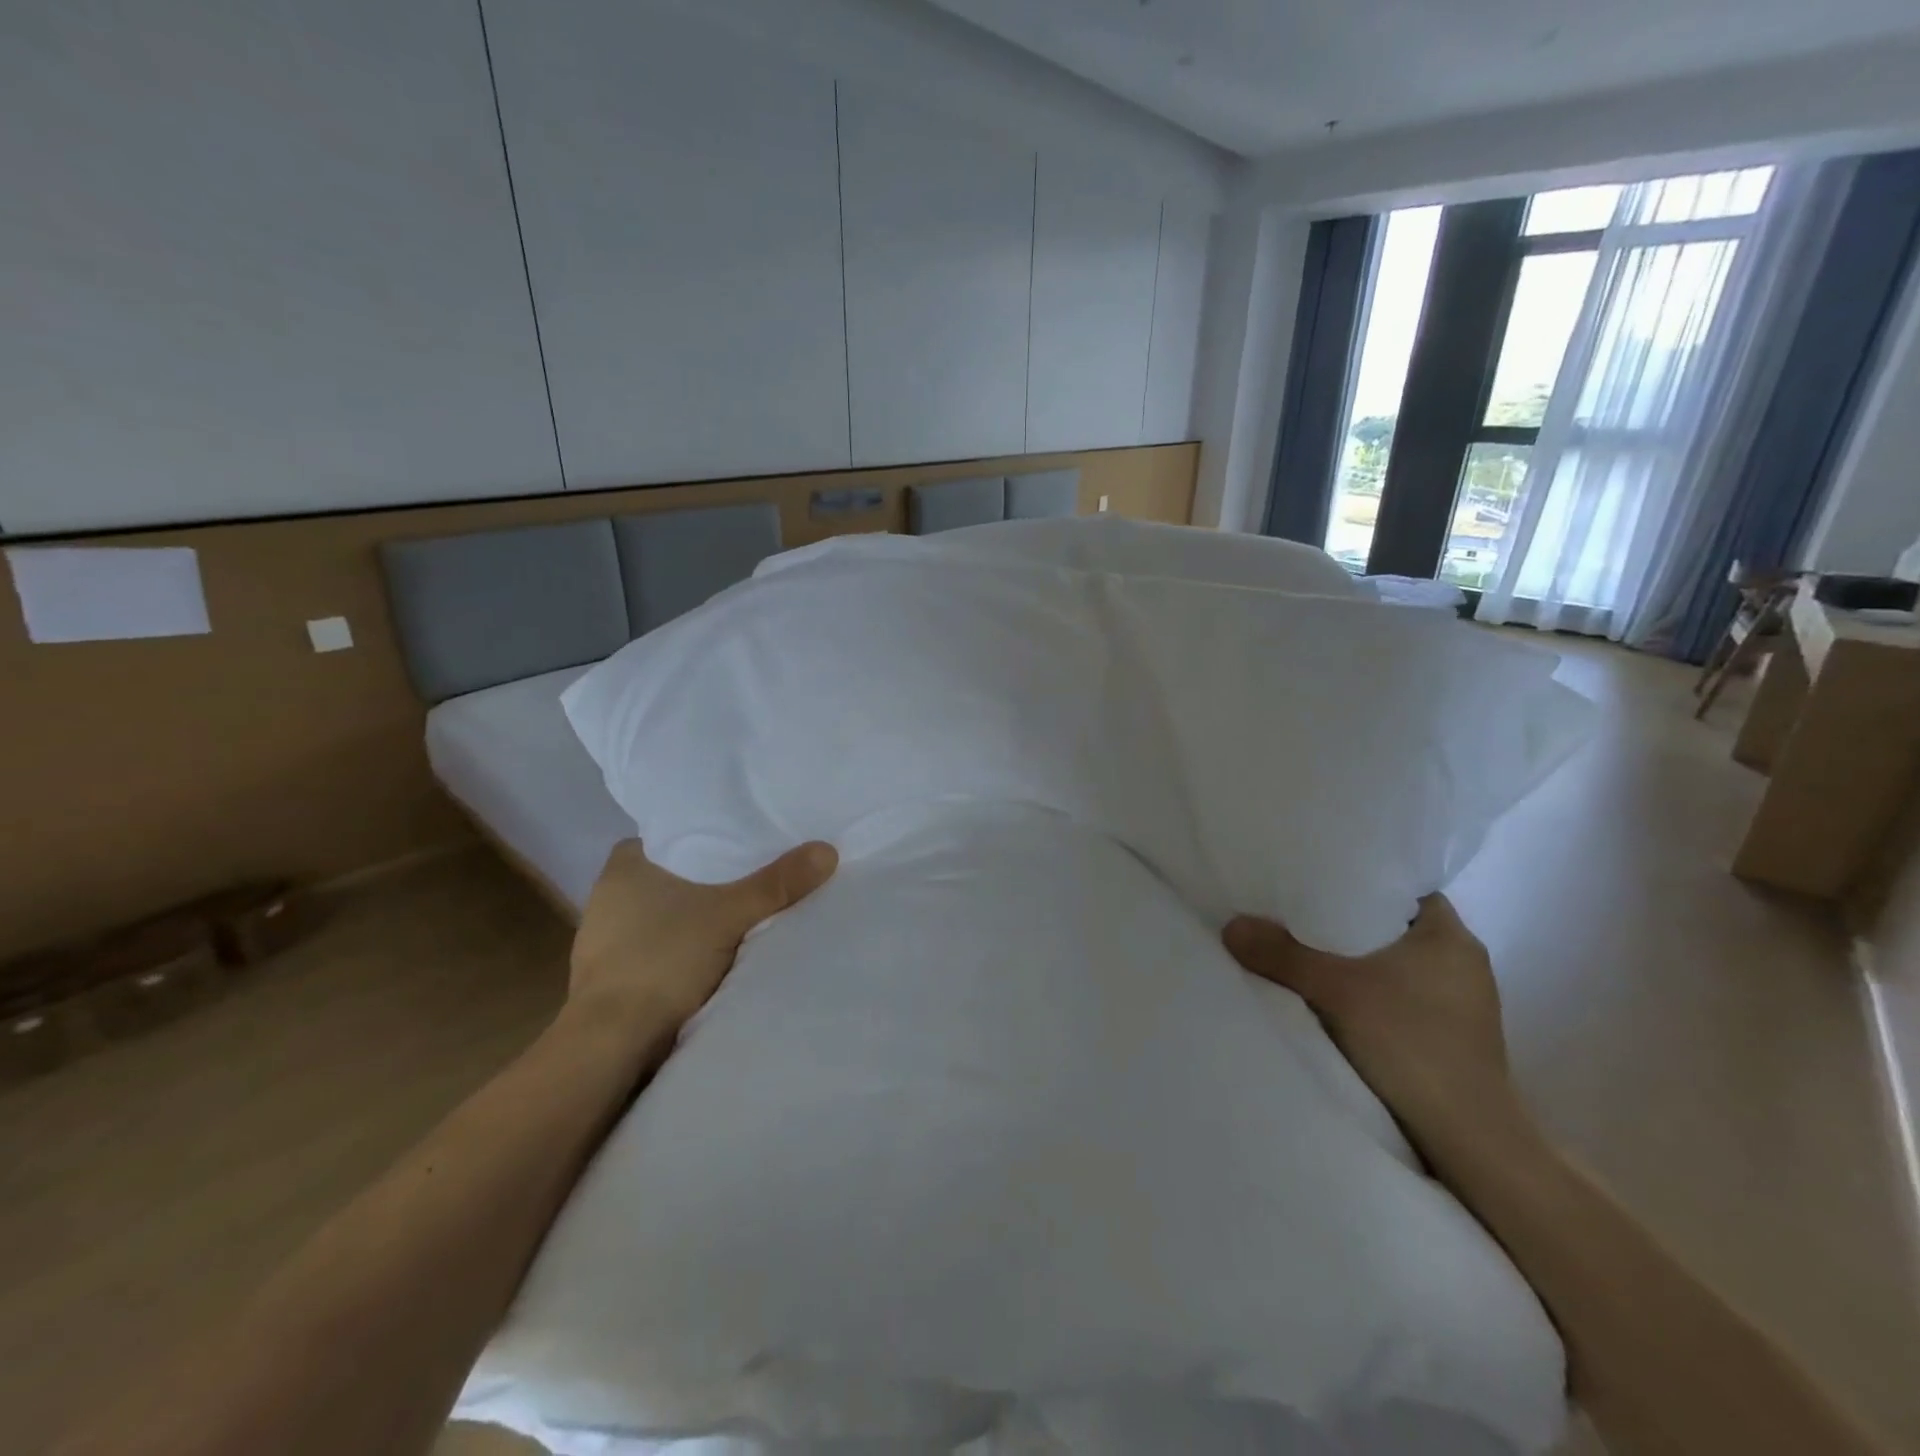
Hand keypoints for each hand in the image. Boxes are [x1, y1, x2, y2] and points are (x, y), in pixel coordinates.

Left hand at [569, 838, 837, 1044]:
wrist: (613, 1044)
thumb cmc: (663, 960)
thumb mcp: (731, 915)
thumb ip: (777, 883)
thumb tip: (826, 850)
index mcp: (623, 867)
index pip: (667, 834)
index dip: (702, 834)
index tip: (738, 839)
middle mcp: (607, 896)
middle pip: (670, 873)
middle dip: (705, 877)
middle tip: (751, 872)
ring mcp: (605, 940)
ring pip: (663, 913)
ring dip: (693, 916)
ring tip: (739, 911)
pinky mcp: (611, 977)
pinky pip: (657, 946)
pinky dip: (682, 946)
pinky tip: (711, 953)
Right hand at [1222, 895, 1528, 1161]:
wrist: (1468, 1141)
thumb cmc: (1411, 1044)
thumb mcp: (1334, 990)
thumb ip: (1280, 954)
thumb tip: (1231, 926)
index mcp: (1450, 936)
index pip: (1401, 888)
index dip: (1358, 881)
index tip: (1314, 882)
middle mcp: (1464, 962)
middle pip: (1394, 926)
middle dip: (1349, 923)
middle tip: (1298, 916)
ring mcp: (1463, 1004)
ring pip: (1398, 964)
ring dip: (1360, 962)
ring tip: (1310, 956)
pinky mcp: (1454, 1038)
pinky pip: (1403, 996)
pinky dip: (1372, 993)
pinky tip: (1339, 1001)